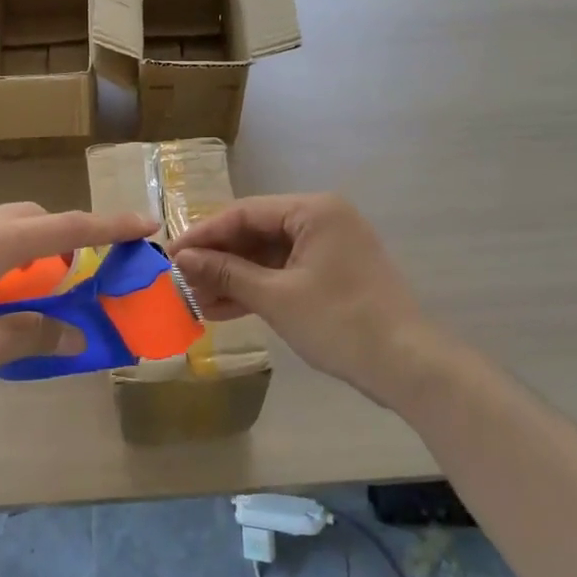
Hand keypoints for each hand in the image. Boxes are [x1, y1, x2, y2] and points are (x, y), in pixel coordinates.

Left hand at [0, 203, 157, 392]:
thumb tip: (76, 334)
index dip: (111, 228)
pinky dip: (7, 256)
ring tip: (35, 291)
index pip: (68, 229)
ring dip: (34, 249)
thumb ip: (32, 335)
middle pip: (38, 220)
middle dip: (68, 240)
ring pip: (9, 226)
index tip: (146, 224)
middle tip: (79, 278)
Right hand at [168, 194, 433, 402]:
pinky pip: (284, 273)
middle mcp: (322, 219)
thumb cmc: (339, 322)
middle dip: (218, 259)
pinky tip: (222, 309)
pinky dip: (257, 289)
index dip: (204, 234)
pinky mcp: (332, 274)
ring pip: (268, 256)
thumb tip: (182, 258)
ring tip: (194, 300)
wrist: (406, 366)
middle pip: (256, 232)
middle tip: (180, 282)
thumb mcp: (276, 297)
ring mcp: (329, 248)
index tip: (169, 255)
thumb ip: (227, 272)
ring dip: (233, 277)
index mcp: (313, 210)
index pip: (244, 213)